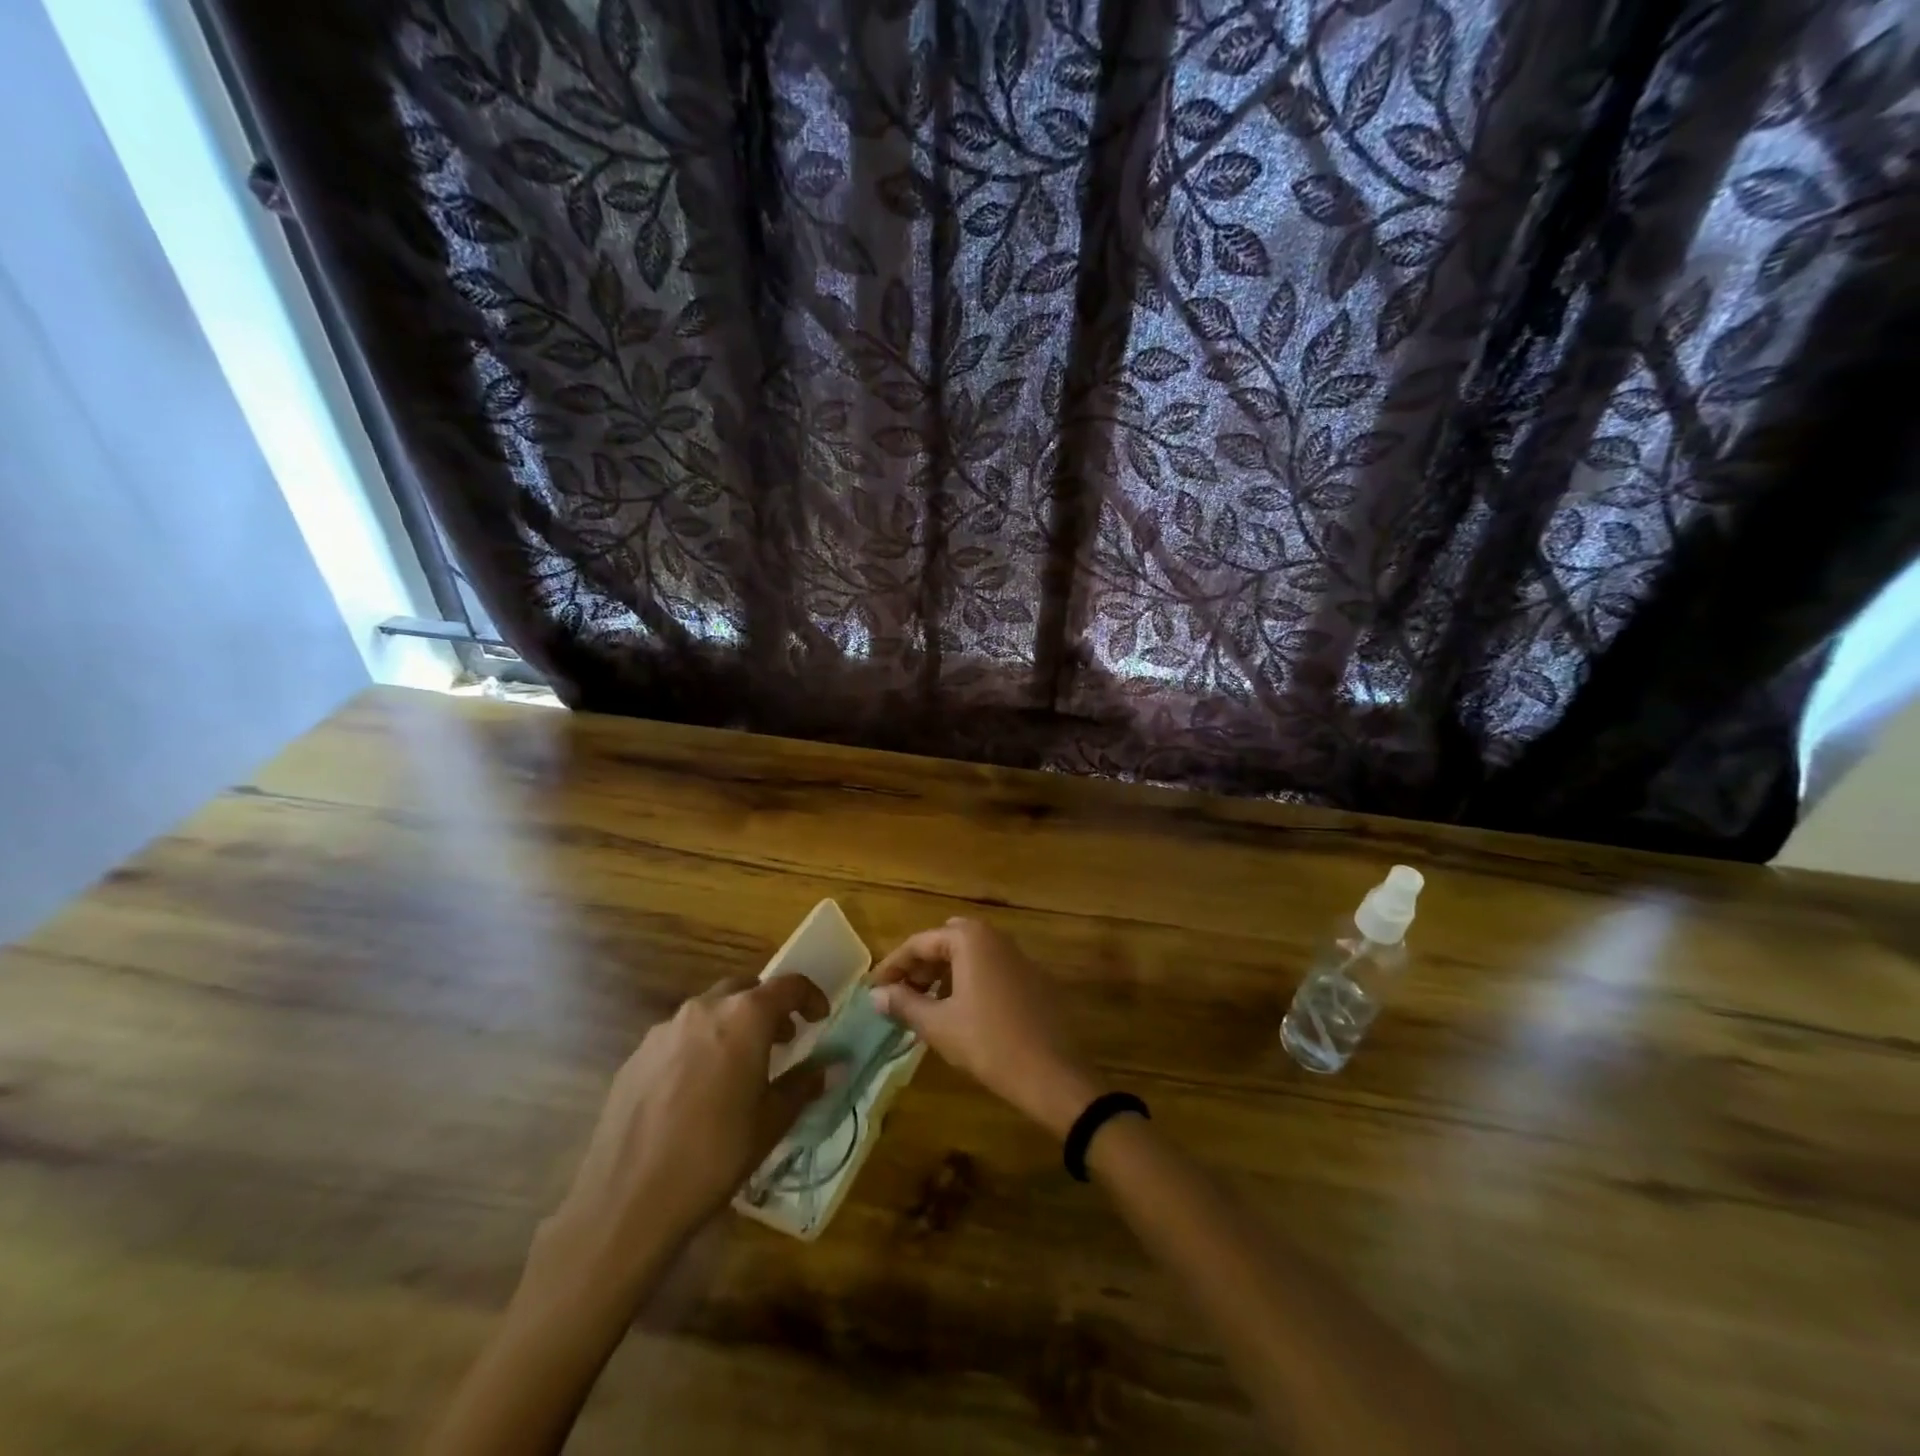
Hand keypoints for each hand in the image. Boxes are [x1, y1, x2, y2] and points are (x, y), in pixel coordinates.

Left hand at [533, 975, 831, 1295]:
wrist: (628, 1201)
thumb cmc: (716, 1155)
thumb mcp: (772, 1121)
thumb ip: (805, 1084)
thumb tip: (834, 1066)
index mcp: (744, 1017)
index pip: (788, 986)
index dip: (809, 997)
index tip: (819, 1018)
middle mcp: (704, 1009)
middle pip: (745, 990)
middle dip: (767, 1008)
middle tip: (782, 1041)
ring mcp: (664, 1030)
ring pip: (709, 1011)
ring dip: (731, 1026)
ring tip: (739, 1067)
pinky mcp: (636, 1056)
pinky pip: (678, 1037)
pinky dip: (699, 1047)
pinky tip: (697, 1091)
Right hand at [870, 918, 1101, 1136]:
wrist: (1051, 1073)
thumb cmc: (988, 1044)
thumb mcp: (939, 1025)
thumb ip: (904, 1004)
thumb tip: (876, 994)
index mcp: (971, 939)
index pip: (920, 943)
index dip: (893, 966)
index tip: (874, 988)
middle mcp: (995, 937)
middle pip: (945, 942)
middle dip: (920, 965)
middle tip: (901, 994)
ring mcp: (1018, 956)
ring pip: (969, 955)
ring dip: (943, 973)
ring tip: (925, 1006)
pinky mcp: (1032, 978)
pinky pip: (990, 968)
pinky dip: (968, 981)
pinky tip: (960, 1012)